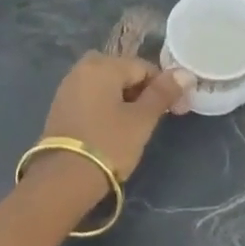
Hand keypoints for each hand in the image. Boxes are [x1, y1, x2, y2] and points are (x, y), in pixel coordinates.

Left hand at [39, 52, 186, 190]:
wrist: (62, 181)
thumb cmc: (108, 144)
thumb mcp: (141, 120)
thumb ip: (163, 93)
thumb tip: (184, 73)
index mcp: (103, 64)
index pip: (144, 67)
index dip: (164, 88)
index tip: (177, 111)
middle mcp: (83, 68)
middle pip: (124, 74)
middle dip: (143, 93)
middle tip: (155, 120)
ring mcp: (68, 87)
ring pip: (107, 86)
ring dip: (125, 101)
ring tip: (135, 128)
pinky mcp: (60, 107)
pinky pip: (92, 98)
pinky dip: (106, 107)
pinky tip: (112, 130)